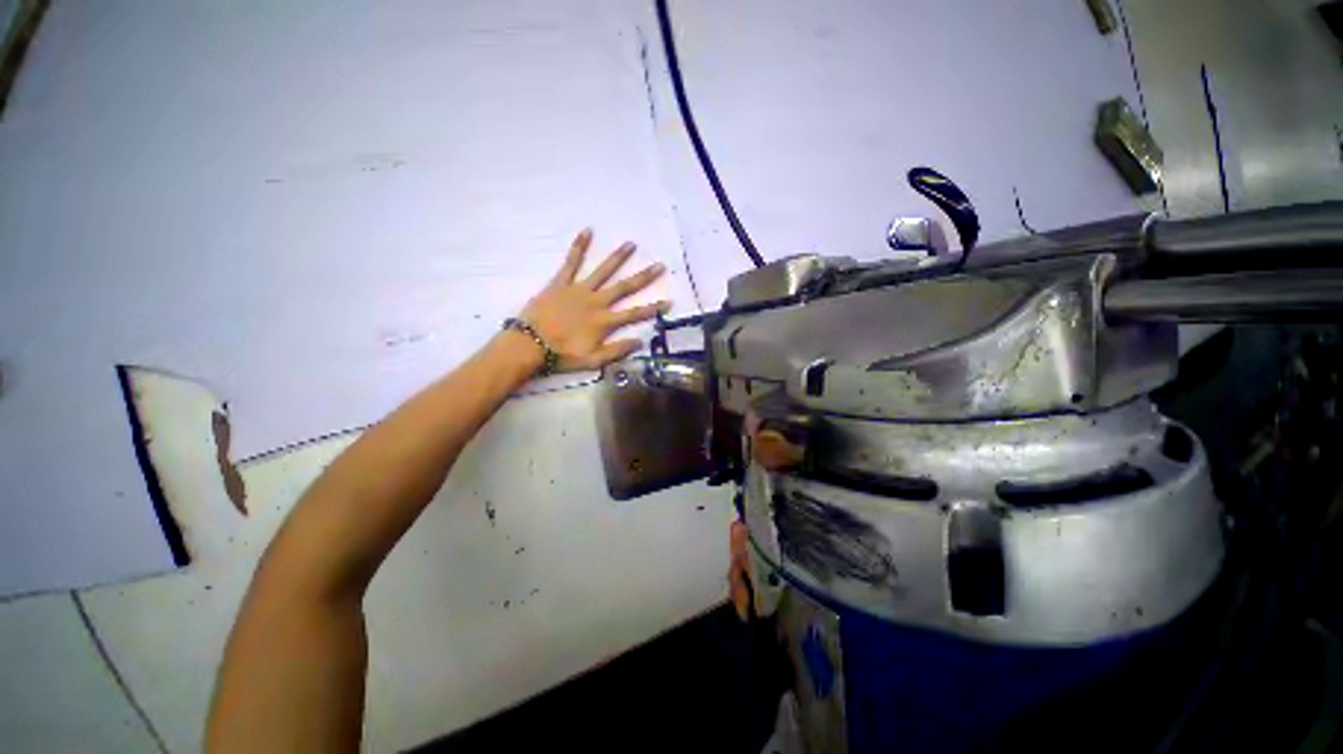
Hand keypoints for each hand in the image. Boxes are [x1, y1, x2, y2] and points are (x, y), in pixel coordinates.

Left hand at [519, 228, 669, 371]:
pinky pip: (571, 262)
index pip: (634, 314)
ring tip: (631, 244)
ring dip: (618, 258)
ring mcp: (578, 290)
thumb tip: (639, 341)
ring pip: (602, 271)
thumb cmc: (561, 355)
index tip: (668, 301)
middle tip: (658, 265)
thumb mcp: (593, 361)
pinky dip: (579, 246)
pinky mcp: (561, 283)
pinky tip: (588, 231)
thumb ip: (616, 350)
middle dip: (643, 277)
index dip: (653, 308)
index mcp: (604, 322)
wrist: (529, 345)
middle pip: (624, 287)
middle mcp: (596, 302)